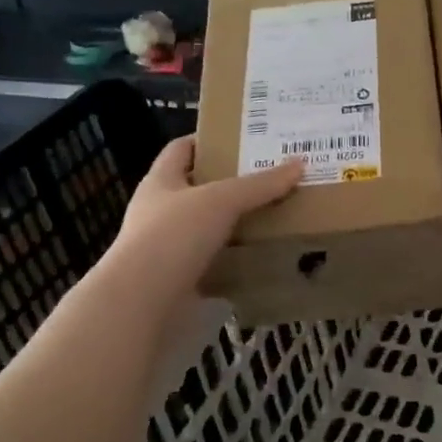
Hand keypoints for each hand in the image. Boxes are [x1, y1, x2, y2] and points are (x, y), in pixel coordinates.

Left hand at [107, 137, 304, 296]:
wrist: (142, 302)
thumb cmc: (174, 236)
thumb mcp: (221, 201)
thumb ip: (259, 184)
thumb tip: (299, 164)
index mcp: (161, 181)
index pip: (182, 148)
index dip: (209, 140)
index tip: (244, 139)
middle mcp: (160, 210)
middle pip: (199, 188)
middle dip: (232, 183)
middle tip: (272, 178)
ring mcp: (168, 247)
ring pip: (208, 227)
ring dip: (236, 223)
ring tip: (275, 215)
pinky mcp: (179, 278)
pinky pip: (212, 261)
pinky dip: (234, 259)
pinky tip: (261, 256)